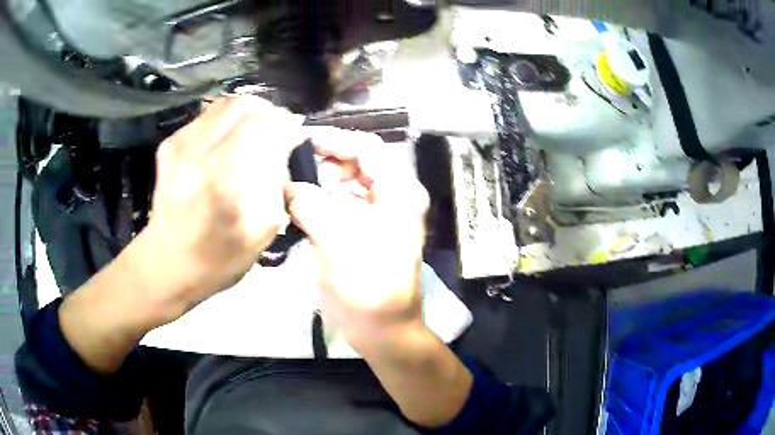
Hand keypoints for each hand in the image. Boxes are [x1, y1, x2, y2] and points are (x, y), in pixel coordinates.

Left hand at [140, 96, 304, 321]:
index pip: (267, 124)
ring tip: (255, 135)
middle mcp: (199, 151)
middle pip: (247, 105)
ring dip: (249, 113)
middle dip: (270, 115)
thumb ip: (277, 184)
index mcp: (223, 179)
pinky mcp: (170, 143)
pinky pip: (208, 115)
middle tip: (276, 135)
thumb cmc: (217, 259)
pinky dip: (227, 121)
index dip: (288, 128)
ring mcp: (180, 143)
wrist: (166, 263)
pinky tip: (228, 143)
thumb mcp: (261, 232)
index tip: (293, 143)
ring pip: (227, 103)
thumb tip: (284, 149)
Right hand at [287, 129, 472, 427]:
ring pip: (345, 182)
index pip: (368, 148)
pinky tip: (296, 203)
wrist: (381, 329)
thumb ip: (310, 204)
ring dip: (318, 180)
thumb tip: (287, 184)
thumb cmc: (368, 285)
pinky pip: (338, 204)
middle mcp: (391, 197)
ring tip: (289, 183)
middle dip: (324, 160)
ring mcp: (375, 215)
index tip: (301, 139)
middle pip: (356, 162)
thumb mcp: (338, 240)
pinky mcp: (359, 231)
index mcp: (399, 192)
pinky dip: (318, 200)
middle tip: (290, 164)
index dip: (336, 139)